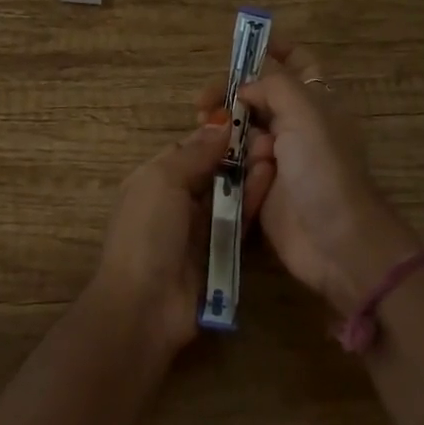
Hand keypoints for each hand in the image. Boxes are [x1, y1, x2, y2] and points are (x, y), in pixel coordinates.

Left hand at [92, 123, 268, 352]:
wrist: (146, 307)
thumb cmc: (147, 233)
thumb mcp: (162, 181)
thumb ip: (194, 153)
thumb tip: (221, 122)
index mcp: (155, 179)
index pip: (190, 148)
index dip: (216, 134)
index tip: (249, 117)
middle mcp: (177, 201)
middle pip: (213, 171)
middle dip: (238, 154)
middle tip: (271, 135)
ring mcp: (200, 229)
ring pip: (229, 195)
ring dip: (250, 175)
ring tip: (277, 153)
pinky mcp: (221, 253)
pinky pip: (240, 221)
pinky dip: (254, 202)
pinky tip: (273, 182)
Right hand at [199, 43, 421, 317]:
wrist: (335, 241)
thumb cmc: (324, 170)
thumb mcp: (305, 114)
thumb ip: (274, 85)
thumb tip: (246, 87)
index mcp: (317, 101)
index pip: (297, 62)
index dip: (273, 48)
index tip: (237, 47)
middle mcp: (298, 124)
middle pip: (260, 94)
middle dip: (232, 91)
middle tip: (203, 102)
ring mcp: (279, 156)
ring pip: (243, 128)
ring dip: (224, 125)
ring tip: (204, 128)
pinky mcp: (260, 186)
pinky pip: (235, 162)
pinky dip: (222, 156)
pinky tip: (210, 156)